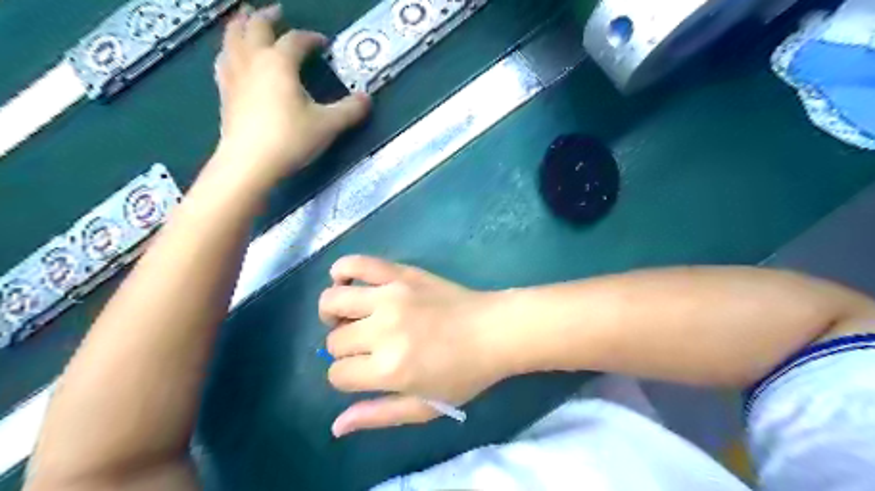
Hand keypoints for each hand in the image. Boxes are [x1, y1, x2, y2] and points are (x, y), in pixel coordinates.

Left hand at [209, 4, 370, 193]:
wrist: (249, 163)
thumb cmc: (290, 139)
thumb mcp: (328, 125)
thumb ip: (350, 110)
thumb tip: (367, 98)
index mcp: (279, 63)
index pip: (296, 40)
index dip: (311, 38)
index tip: (323, 43)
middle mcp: (253, 61)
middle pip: (255, 27)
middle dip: (268, 17)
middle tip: (278, 12)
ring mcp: (234, 75)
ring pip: (232, 38)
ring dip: (241, 25)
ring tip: (246, 20)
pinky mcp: (224, 93)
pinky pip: (222, 60)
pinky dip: (228, 50)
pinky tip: (230, 56)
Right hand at [320, 256, 506, 437]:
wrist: (494, 330)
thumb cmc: (464, 373)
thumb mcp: (425, 407)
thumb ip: (379, 415)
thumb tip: (337, 426)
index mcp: (389, 369)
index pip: (337, 374)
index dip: (346, 378)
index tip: (364, 373)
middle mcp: (382, 330)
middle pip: (334, 340)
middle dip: (344, 349)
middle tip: (367, 348)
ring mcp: (390, 296)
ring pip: (332, 301)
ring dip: (332, 313)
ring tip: (350, 317)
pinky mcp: (400, 273)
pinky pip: (356, 263)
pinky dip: (342, 271)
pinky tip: (348, 283)